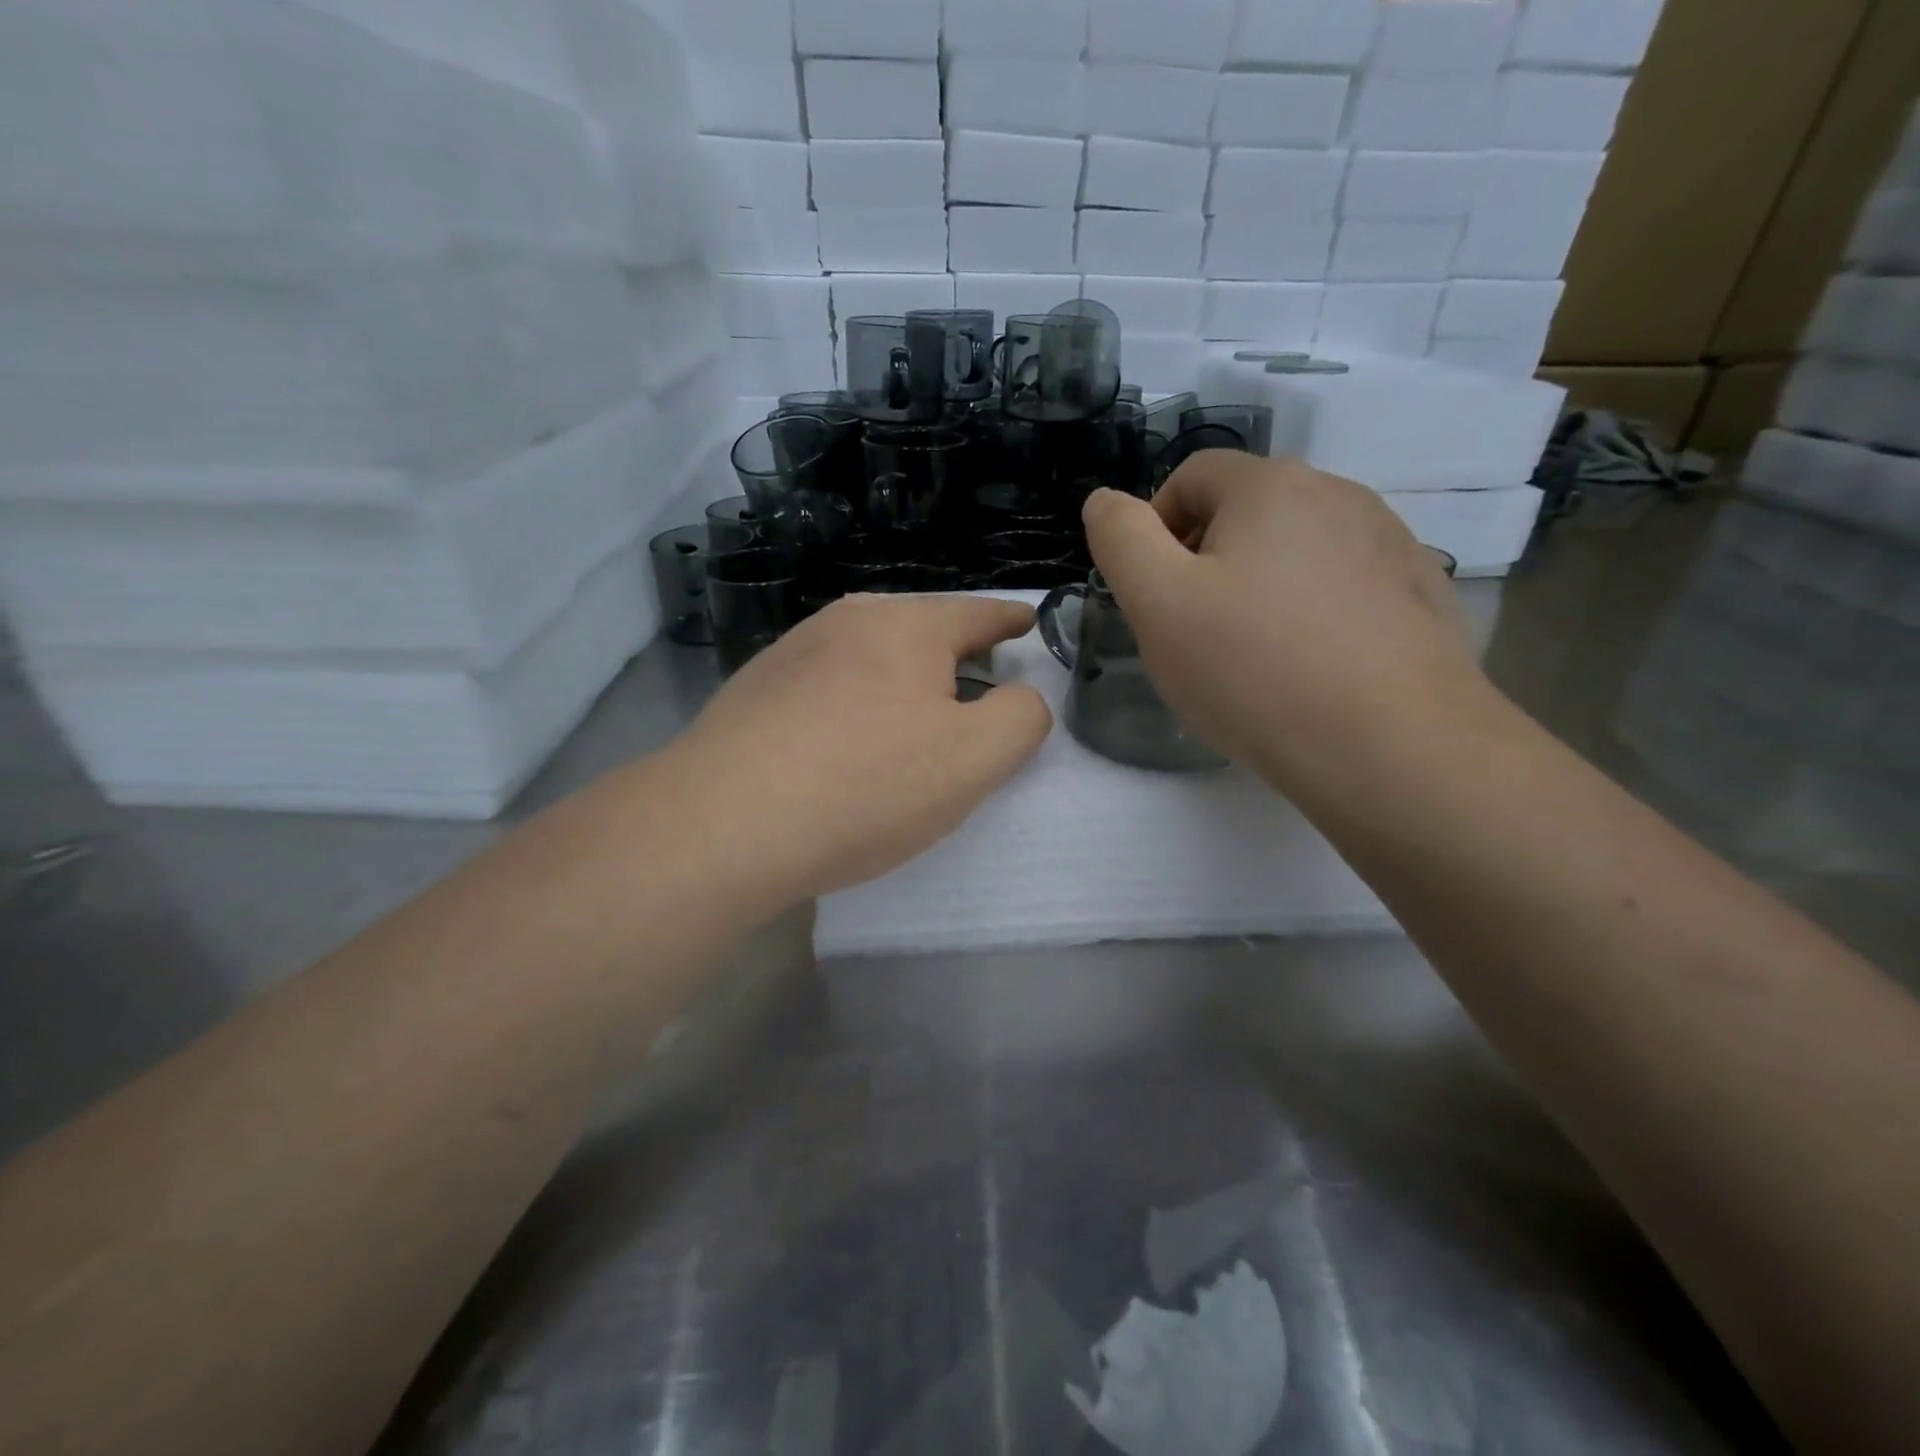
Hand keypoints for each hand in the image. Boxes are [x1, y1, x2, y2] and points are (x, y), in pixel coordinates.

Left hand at [673, 593, 1051, 902]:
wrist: (720, 824)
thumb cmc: (864, 785)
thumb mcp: (972, 759)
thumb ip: (1020, 719)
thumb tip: (1019, 697)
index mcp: (906, 626)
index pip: (977, 613)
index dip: (1011, 621)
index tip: (1028, 622)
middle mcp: (846, 622)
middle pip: (921, 632)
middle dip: (956, 656)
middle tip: (978, 692)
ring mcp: (792, 653)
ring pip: (870, 658)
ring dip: (900, 682)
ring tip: (912, 723)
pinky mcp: (755, 691)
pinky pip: (828, 686)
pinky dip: (855, 705)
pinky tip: (846, 744)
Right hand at [1083, 452, 1494, 794]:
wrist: (1393, 749)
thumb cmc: (1255, 670)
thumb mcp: (1157, 603)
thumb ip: (1120, 539)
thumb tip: (1106, 501)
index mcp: (1271, 485)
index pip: (1191, 477)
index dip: (1155, 529)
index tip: (1152, 596)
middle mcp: (1340, 494)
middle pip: (1246, 512)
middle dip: (1206, 563)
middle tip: (1194, 634)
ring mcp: (1390, 543)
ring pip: (1296, 550)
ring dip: (1260, 588)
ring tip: (1254, 658)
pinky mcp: (1420, 594)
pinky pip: (1344, 587)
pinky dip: (1313, 613)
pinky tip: (1311, 669)